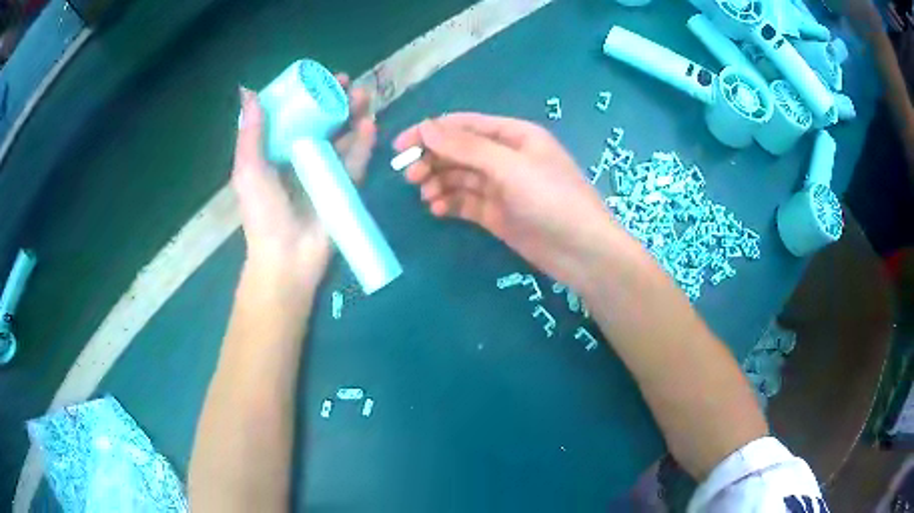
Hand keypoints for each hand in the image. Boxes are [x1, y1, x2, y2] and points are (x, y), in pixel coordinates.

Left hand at [233, 76, 376, 288]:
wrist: (288, 256)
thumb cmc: (263, 214)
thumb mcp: (248, 171)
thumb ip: (250, 134)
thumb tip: (249, 93)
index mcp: (278, 153)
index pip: (295, 117)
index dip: (308, 96)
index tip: (318, 79)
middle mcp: (303, 157)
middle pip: (323, 122)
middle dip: (337, 101)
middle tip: (348, 82)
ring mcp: (327, 171)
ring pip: (344, 136)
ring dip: (355, 115)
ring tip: (365, 95)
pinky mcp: (345, 186)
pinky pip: (357, 160)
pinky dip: (365, 142)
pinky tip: (369, 124)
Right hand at [394, 113, 617, 288]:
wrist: (581, 252)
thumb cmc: (552, 199)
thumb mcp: (510, 167)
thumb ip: (467, 146)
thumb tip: (426, 126)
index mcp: (513, 135)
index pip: (463, 125)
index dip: (430, 132)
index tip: (400, 147)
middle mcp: (504, 156)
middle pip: (458, 151)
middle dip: (433, 160)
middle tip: (411, 177)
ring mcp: (500, 186)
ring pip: (458, 177)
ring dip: (438, 182)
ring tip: (426, 196)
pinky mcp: (496, 213)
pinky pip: (465, 201)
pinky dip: (449, 202)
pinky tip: (437, 210)